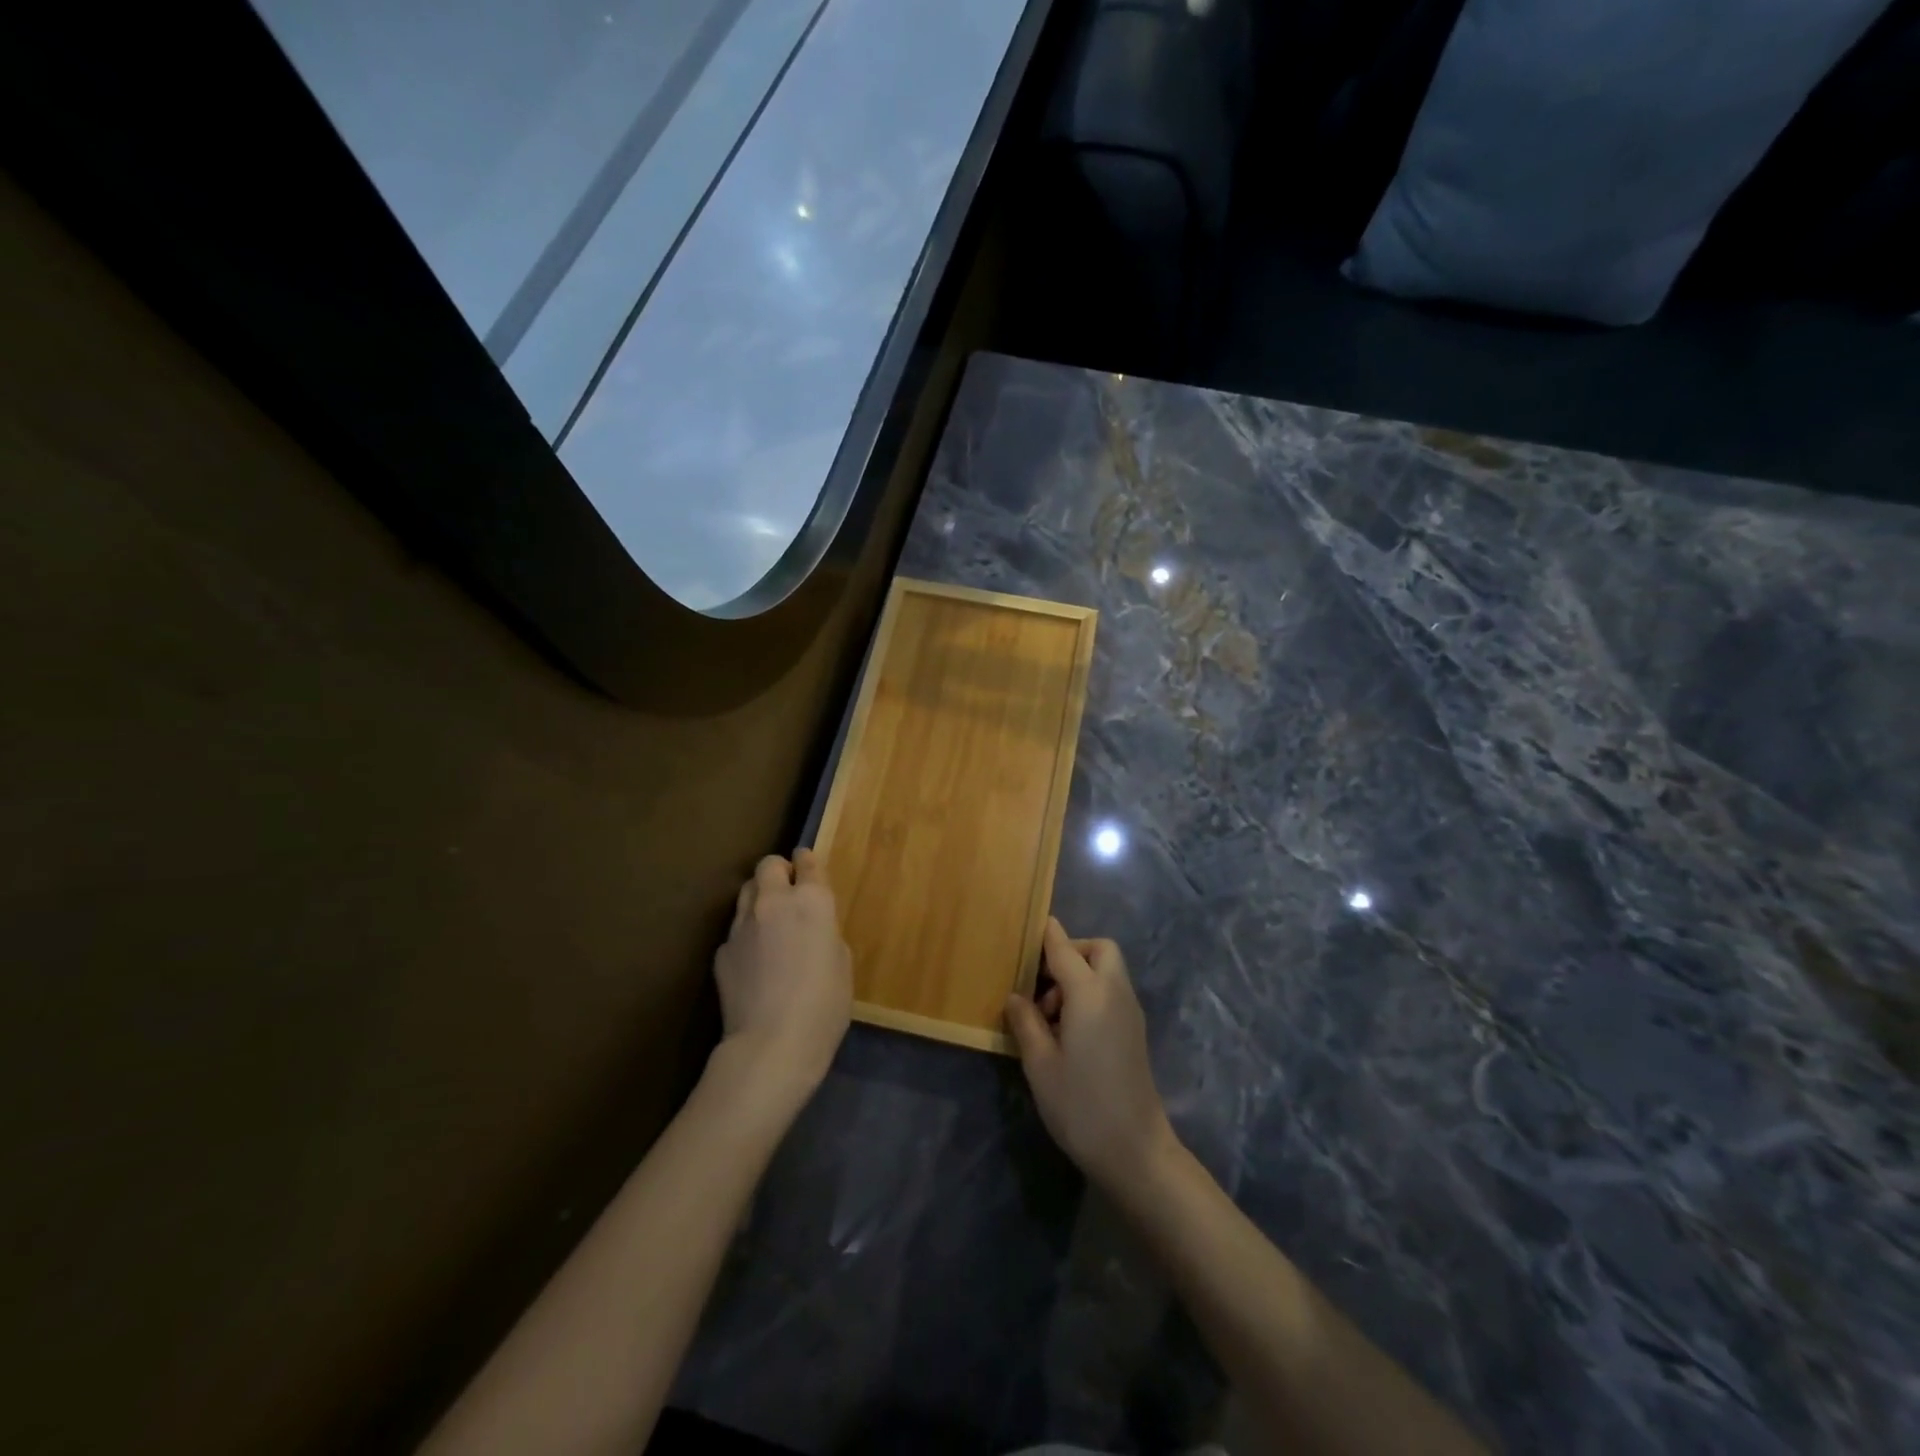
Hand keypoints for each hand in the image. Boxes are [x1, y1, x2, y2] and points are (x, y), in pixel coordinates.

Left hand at [712, 849, 851, 1114]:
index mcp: (812, 901)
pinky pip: (735, 930)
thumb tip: (811, 929)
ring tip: (769, 922)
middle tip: (788, 891)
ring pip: (746, 892)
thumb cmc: (824, 1005)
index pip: (807, 862)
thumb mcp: (842, 963)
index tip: (808, 866)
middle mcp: (774, 902)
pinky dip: (746, 935)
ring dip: (759, 898)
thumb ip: (825, 933)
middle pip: (768, 865)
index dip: (808, 862)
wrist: (772, 1045)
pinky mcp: (722, 951)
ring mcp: (742, 925)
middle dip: (778, 872)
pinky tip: (754, 962)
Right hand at [1005, 918, 1177, 1191]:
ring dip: (1079, 975)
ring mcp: (1130, 1012)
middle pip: (1099, 949)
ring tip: (1048, 1015)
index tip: (1027, 927)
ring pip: (1107, 970)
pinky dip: (1090, 993)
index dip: (1045, 935)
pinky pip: (1112, 992)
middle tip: (1040, 981)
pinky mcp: (1135, 1032)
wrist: (1136, 1151)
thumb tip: (1016, 997)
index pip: (1064, 948)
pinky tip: (1067, 1030)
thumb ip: (1026, 1022)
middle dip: (1070, 952)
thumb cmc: (1081, 1106)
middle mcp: (1115, 992)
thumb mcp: (1040, 1064)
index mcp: (1090, 993)